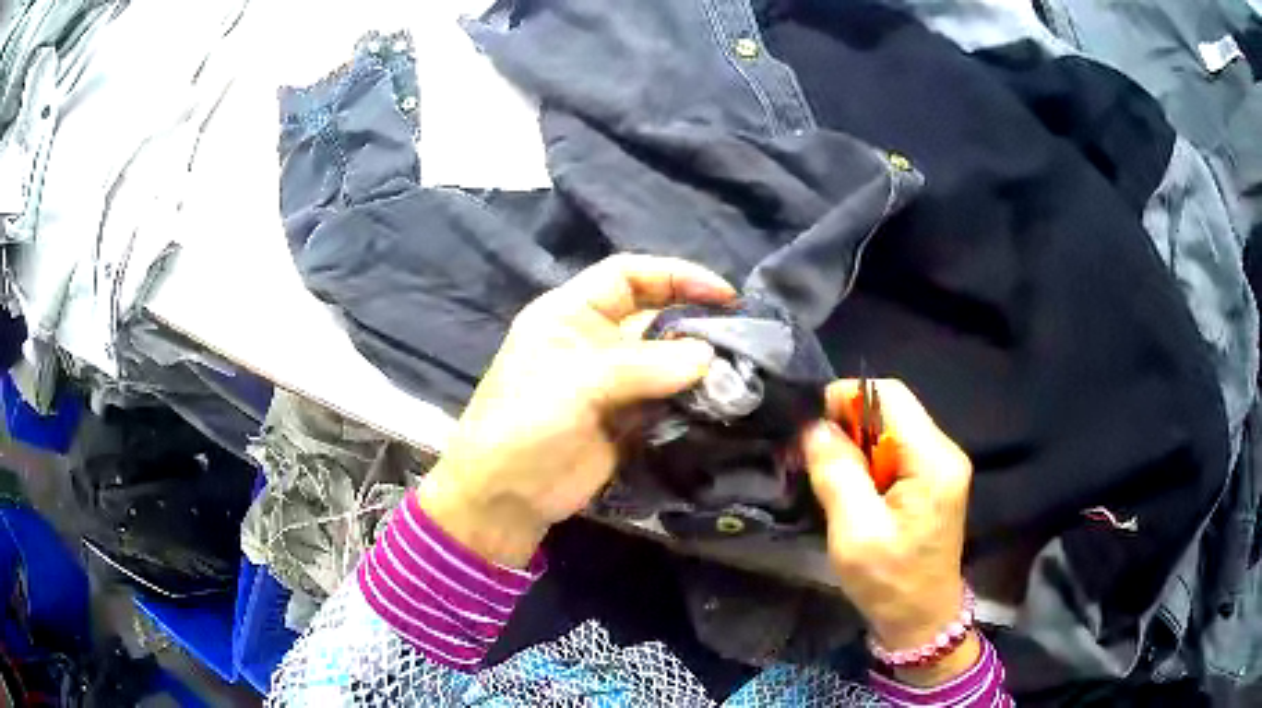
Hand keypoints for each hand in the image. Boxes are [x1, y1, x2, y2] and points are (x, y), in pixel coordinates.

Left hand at [418, 255, 735, 567]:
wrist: (506, 497)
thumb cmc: (526, 423)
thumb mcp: (578, 383)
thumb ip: (645, 366)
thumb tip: (708, 356)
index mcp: (572, 314)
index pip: (628, 275)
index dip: (675, 275)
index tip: (722, 294)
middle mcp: (595, 341)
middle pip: (654, 318)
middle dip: (695, 324)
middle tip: (744, 341)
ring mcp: (612, 384)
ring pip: (666, 363)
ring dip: (699, 368)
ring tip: (741, 375)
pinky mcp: (626, 421)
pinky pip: (667, 401)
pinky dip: (692, 402)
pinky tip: (720, 405)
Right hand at [802, 379, 977, 685]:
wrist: (922, 620)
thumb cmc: (889, 583)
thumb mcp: (855, 534)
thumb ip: (837, 474)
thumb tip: (815, 427)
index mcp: (933, 461)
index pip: (890, 395)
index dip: (846, 398)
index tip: (811, 429)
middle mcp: (944, 452)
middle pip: (891, 410)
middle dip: (848, 426)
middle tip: (813, 458)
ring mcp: (941, 466)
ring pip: (890, 430)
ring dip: (856, 447)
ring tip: (828, 478)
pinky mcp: (933, 481)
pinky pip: (896, 451)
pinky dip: (868, 462)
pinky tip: (852, 490)